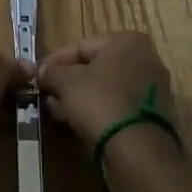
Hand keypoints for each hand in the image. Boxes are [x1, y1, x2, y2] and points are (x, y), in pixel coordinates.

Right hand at [36, 32, 176, 148]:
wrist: (137, 150)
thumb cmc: (100, 101)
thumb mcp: (66, 82)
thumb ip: (52, 72)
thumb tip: (43, 72)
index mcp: (127, 41)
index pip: (81, 46)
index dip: (55, 61)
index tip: (38, 75)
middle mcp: (146, 59)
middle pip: (95, 67)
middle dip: (68, 81)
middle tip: (47, 94)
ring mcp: (152, 89)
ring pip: (106, 88)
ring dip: (79, 97)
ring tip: (56, 110)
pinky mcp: (153, 115)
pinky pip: (117, 105)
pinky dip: (97, 110)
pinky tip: (76, 121)